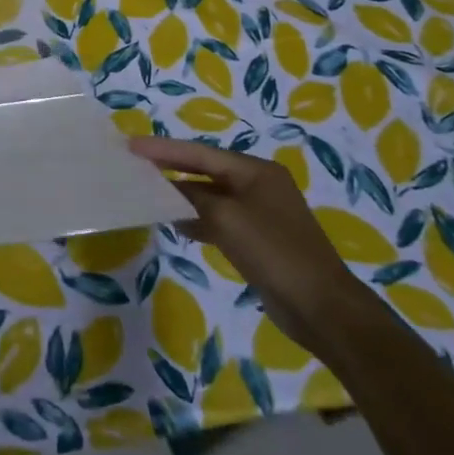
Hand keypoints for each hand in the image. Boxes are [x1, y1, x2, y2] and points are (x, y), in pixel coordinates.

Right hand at [130, 136, 366, 354]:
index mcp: (256, 171)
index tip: (131, 146)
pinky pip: (218, 219)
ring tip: (147, 194)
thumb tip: (167, 189)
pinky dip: (196, 219)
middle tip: (134, 166)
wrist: (322, 309)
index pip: (200, 153)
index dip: (164, 149)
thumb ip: (192, 197)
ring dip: (181, 196)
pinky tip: (176, 225)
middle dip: (171, 168)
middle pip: (205, 171)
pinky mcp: (257, 239)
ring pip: (210, 196)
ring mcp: (259, 213)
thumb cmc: (274, 252)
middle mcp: (258, 185)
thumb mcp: (226, 218)